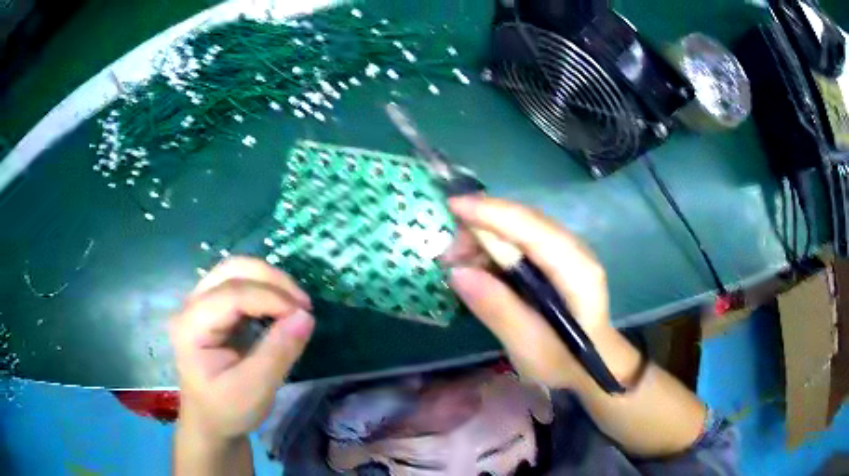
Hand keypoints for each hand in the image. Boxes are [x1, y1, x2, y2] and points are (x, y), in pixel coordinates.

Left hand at [169, 257, 314, 441]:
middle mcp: (191, 305)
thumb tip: (306, 317)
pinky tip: (281, 307)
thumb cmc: (228, 409)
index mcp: (191, 327)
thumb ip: (278, 353)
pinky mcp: (213, 307)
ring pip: (236, 270)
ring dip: (270, 281)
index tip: (305, 315)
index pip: (232, 295)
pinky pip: (240, 283)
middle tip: (303, 304)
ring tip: (296, 304)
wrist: (210, 420)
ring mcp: (200, 303)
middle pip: (232, 270)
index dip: (271, 298)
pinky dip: (265, 289)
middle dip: (271, 280)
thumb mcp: (255, 389)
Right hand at [445, 196, 639, 389]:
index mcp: (576, 270)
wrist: (593, 365)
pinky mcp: (556, 259)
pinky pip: (521, 240)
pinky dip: (494, 246)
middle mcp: (574, 250)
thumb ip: (498, 309)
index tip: (451, 208)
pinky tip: (476, 264)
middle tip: (447, 252)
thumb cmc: (564, 361)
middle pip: (524, 221)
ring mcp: (566, 252)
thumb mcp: (529, 346)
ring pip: (520, 227)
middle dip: (481, 224)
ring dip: (485, 235)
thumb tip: (457, 272)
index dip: (491, 213)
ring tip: (456, 260)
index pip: (532, 229)